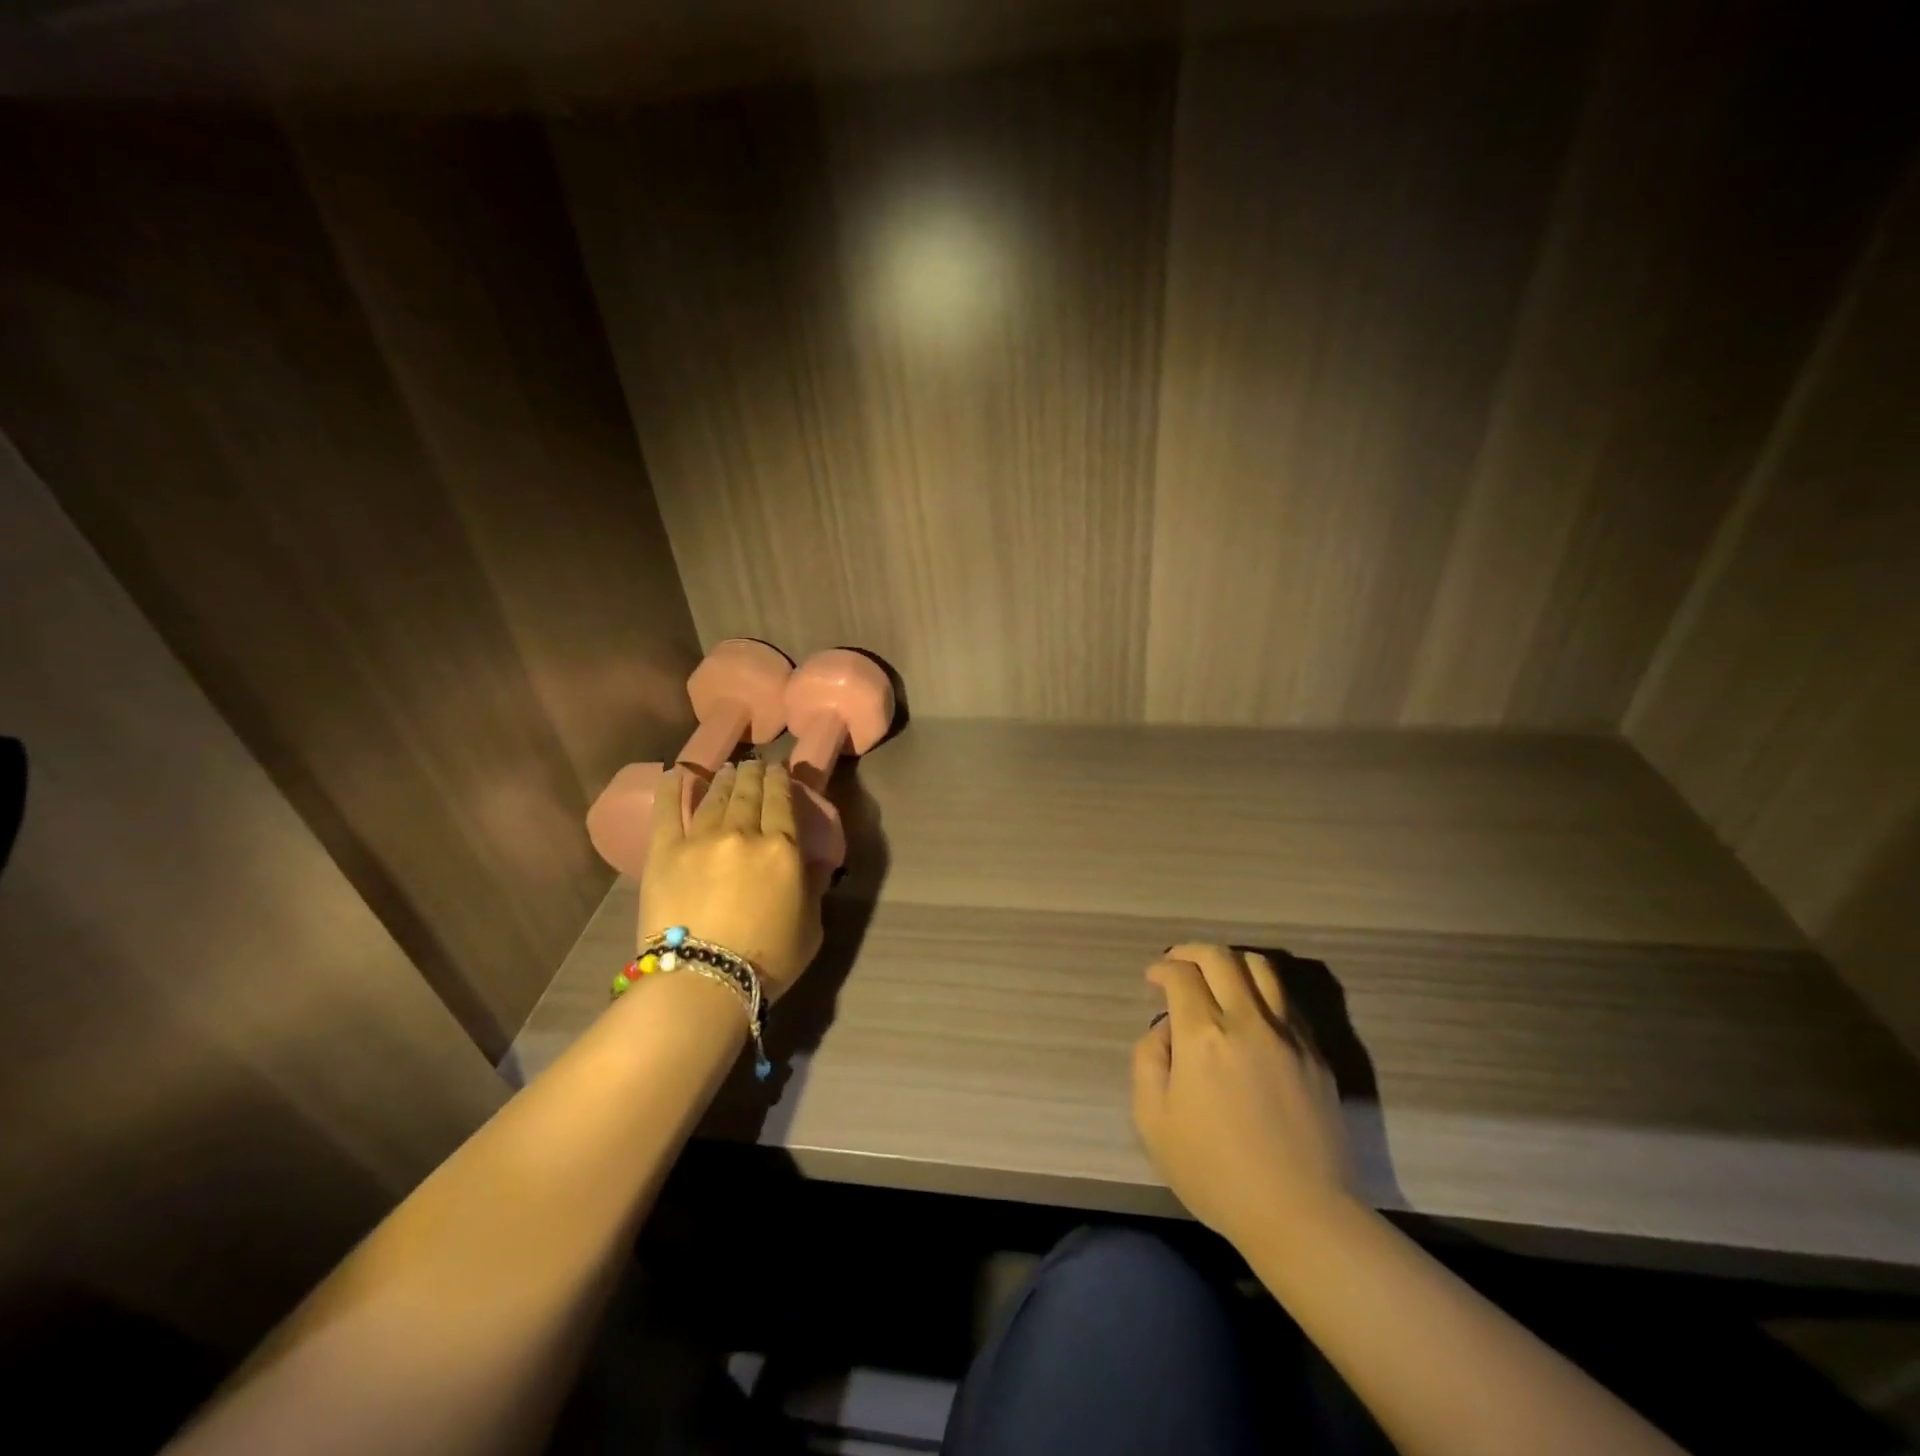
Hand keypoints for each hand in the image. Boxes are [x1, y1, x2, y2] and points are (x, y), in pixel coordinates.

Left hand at [638, 760, 824, 998]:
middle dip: (753, 774)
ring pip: (715, 797)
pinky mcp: (665, 852)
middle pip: (749, 793)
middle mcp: (744, 833)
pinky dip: (674, 789)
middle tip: (754, 766)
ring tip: (727, 771)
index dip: (781, 781)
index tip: (779, 771)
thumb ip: (812, 888)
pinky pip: (669, 810)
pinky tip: (678, 774)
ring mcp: (701, 839)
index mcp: (784, 848)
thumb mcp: (811, 927)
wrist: (703, 982)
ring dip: (724, 780)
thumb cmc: (767, 962)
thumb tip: (810, 864)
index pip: (782, 801)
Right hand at [1131, 943, 1356, 1253]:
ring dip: (1231, 962)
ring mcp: (1288, 1035)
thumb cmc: (1216, 1173)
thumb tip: (1166, 1030)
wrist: (1302, 1214)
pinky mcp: (1316, 1054)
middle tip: (1177, 966)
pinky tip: (1250, 1014)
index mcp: (1203, 1036)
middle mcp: (1247, 1021)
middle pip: (1220, 957)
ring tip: (1217, 979)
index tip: (1153, 979)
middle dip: (1191, 952)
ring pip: (1261, 968)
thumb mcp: (1154, 1123)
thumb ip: (1148, 1062)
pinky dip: (1261, 991)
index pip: (1181, 974)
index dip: (1162, 968)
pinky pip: (1286, 1001)